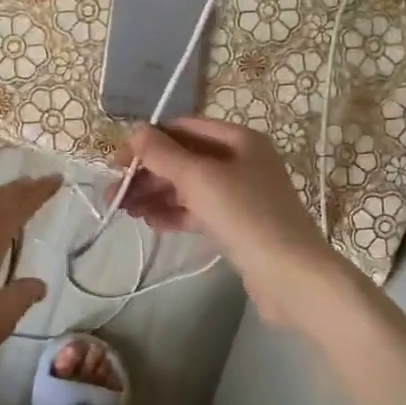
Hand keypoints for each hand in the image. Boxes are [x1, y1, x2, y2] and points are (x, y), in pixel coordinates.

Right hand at [113, 117, 340, 324]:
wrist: (291, 276)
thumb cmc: (245, 216)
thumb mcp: (199, 178)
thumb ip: (163, 153)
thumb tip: (134, 130)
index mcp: (238, 140)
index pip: (183, 128)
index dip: (148, 141)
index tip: (118, 163)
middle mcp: (241, 161)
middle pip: (184, 159)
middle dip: (147, 173)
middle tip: (113, 194)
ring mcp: (240, 194)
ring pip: (188, 187)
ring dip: (155, 195)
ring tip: (124, 211)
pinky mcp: (238, 225)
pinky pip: (198, 211)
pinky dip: (174, 214)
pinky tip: (150, 223)